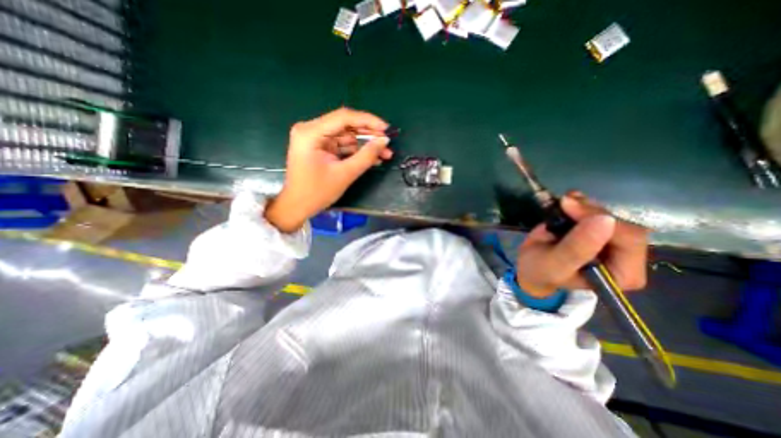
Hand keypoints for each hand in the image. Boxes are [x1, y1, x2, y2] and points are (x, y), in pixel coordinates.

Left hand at [265, 108, 392, 232]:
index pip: (344, 117)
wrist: (298, 207)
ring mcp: (315, 139)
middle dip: (369, 135)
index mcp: (311, 132)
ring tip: (385, 154)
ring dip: (365, 145)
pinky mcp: (320, 148)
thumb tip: (385, 141)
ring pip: (347, 136)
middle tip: (388, 144)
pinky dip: (357, 151)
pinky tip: (373, 158)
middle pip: (346, 125)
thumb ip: (366, 156)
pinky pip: (342, 145)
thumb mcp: (345, 174)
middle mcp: (311, 130)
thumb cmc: (317, 192)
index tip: (387, 129)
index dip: (368, 121)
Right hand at [516, 193, 650, 299]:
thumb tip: (605, 220)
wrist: (529, 266)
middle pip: (622, 224)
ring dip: (585, 205)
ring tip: (563, 202)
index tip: (568, 207)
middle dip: (591, 211)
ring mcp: (614, 242)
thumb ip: (576, 248)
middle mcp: (627, 258)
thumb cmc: (540, 271)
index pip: (629, 240)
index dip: (600, 219)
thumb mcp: (554, 264)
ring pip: (610, 215)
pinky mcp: (600, 231)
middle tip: (564, 202)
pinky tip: (569, 200)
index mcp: (623, 274)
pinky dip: (583, 203)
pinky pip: (599, 211)